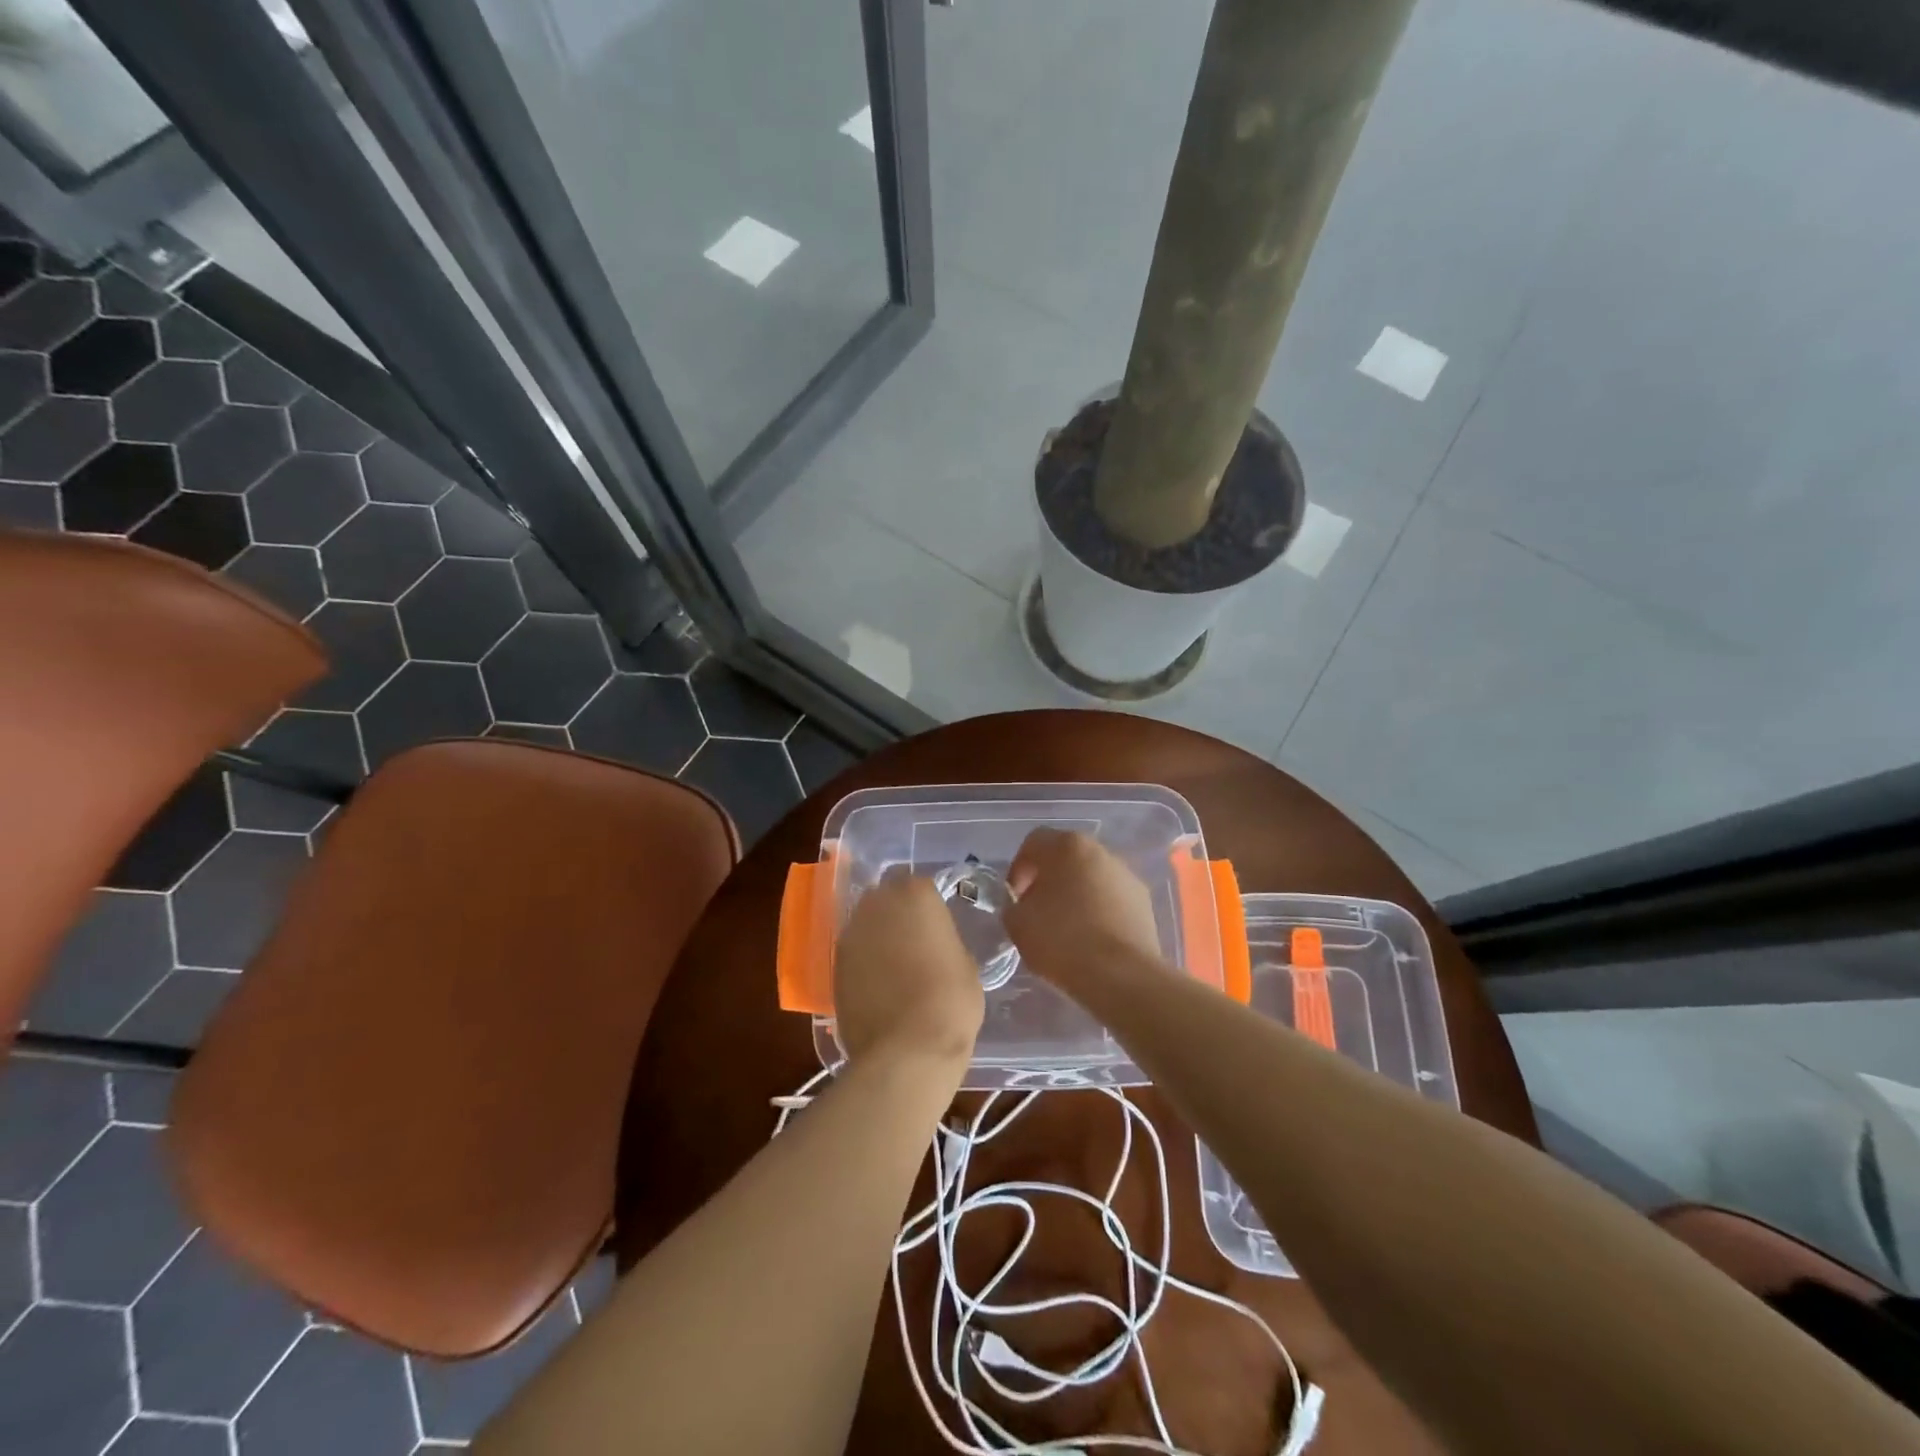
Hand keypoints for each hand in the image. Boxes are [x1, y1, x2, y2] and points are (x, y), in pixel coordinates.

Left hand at [834, 874, 983, 1074]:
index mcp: (914, 894)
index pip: (920, 885)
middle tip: (917, 942)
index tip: (938, 928)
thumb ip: (945, 940)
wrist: (907, 1050)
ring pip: (866, 924)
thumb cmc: (950, 1001)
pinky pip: (854, 954)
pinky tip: (880, 987)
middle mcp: (876, 904)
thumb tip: (934, 944)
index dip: (929, 907)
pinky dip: (865, 963)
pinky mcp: (834, 966)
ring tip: (897, 967)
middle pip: (886, 898)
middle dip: (898, 914)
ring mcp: (850, 934)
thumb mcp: (965, 962)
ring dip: (879, 937)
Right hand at [1004, 829, 1163, 990]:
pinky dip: (1099, 910)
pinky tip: (1091, 938)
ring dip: (1076, 894)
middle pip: (1066, 857)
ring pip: (1091, 877)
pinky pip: (1112, 898)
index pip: (1033, 843)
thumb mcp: (1018, 923)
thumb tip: (1023, 905)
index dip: (1018, 869)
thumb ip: (1013, 905)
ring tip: (1066, 928)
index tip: (1015, 898)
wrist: (1121, 975)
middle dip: (1049, 880)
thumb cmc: (1062, 940)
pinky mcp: (1144, 901)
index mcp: (1067, 846)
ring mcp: (1126, 875)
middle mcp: (1100, 851)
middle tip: (1037, 910)